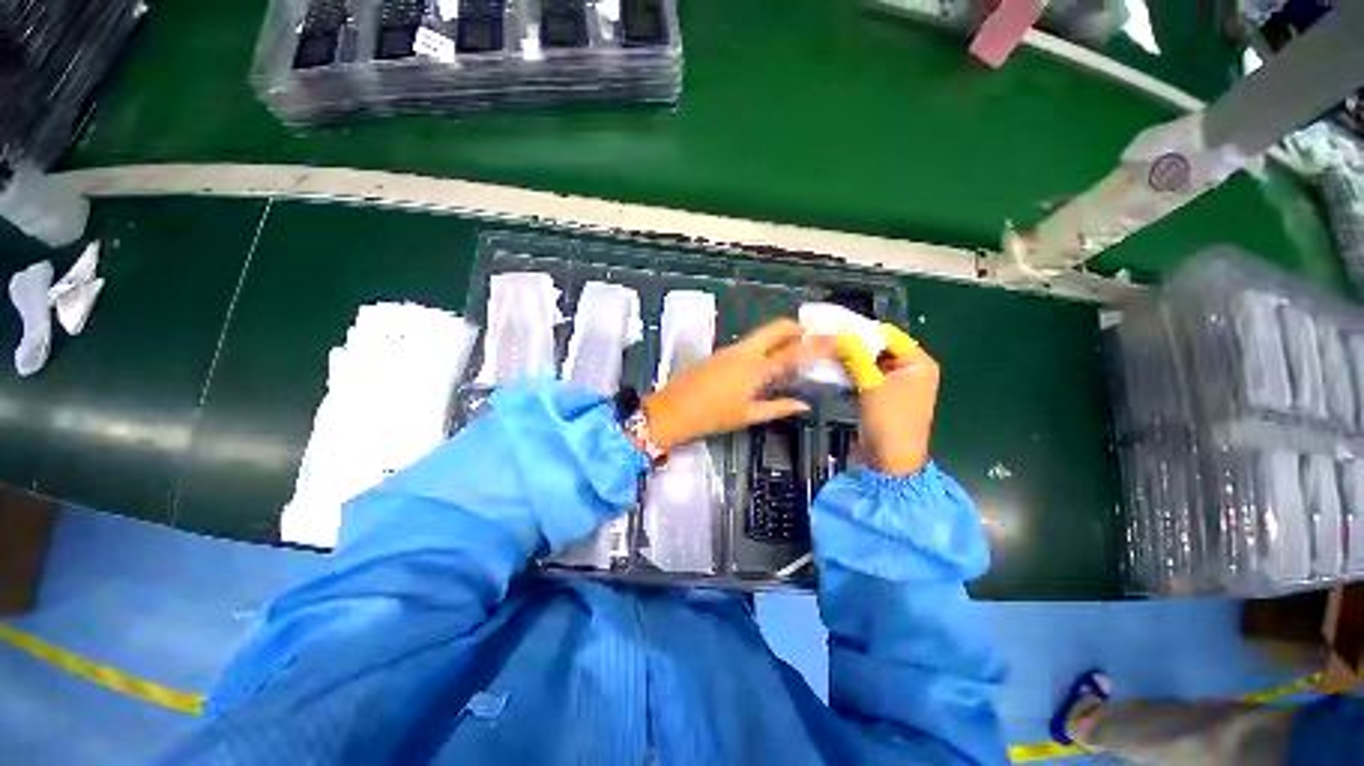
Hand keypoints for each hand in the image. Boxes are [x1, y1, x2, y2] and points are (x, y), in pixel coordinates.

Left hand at [643, 319, 827, 449]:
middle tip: (813, 332)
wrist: (674, 409)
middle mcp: (744, 353)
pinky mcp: (720, 353)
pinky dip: (764, 343)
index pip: (792, 353)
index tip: (834, 339)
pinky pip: (749, 343)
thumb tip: (804, 405)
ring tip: (795, 342)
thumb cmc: (712, 416)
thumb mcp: (747, 415)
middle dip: (795, 326)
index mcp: (754, 370)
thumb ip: (778, 408)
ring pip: (760, 334)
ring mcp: (730, 350)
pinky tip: (768, 355)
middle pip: (775, 329)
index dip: (815, 346)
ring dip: (779, 334)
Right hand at [837, 324, 939, 475]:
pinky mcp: (883, 393)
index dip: (862, 329)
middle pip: (879, 346)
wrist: (891, 460)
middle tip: (826, 338)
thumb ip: (857, 356)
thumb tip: (841, 333)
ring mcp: (897, 382)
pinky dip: (852, 369)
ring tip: (825, 349)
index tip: (834, 326)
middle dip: (854, 342)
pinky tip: (833, 366)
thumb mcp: (872, 385)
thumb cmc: (889, 420)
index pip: (888, 334)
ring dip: (851, 356)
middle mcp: (910, 368)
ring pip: (871, 360)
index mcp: (918, 362)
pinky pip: (867, 373)